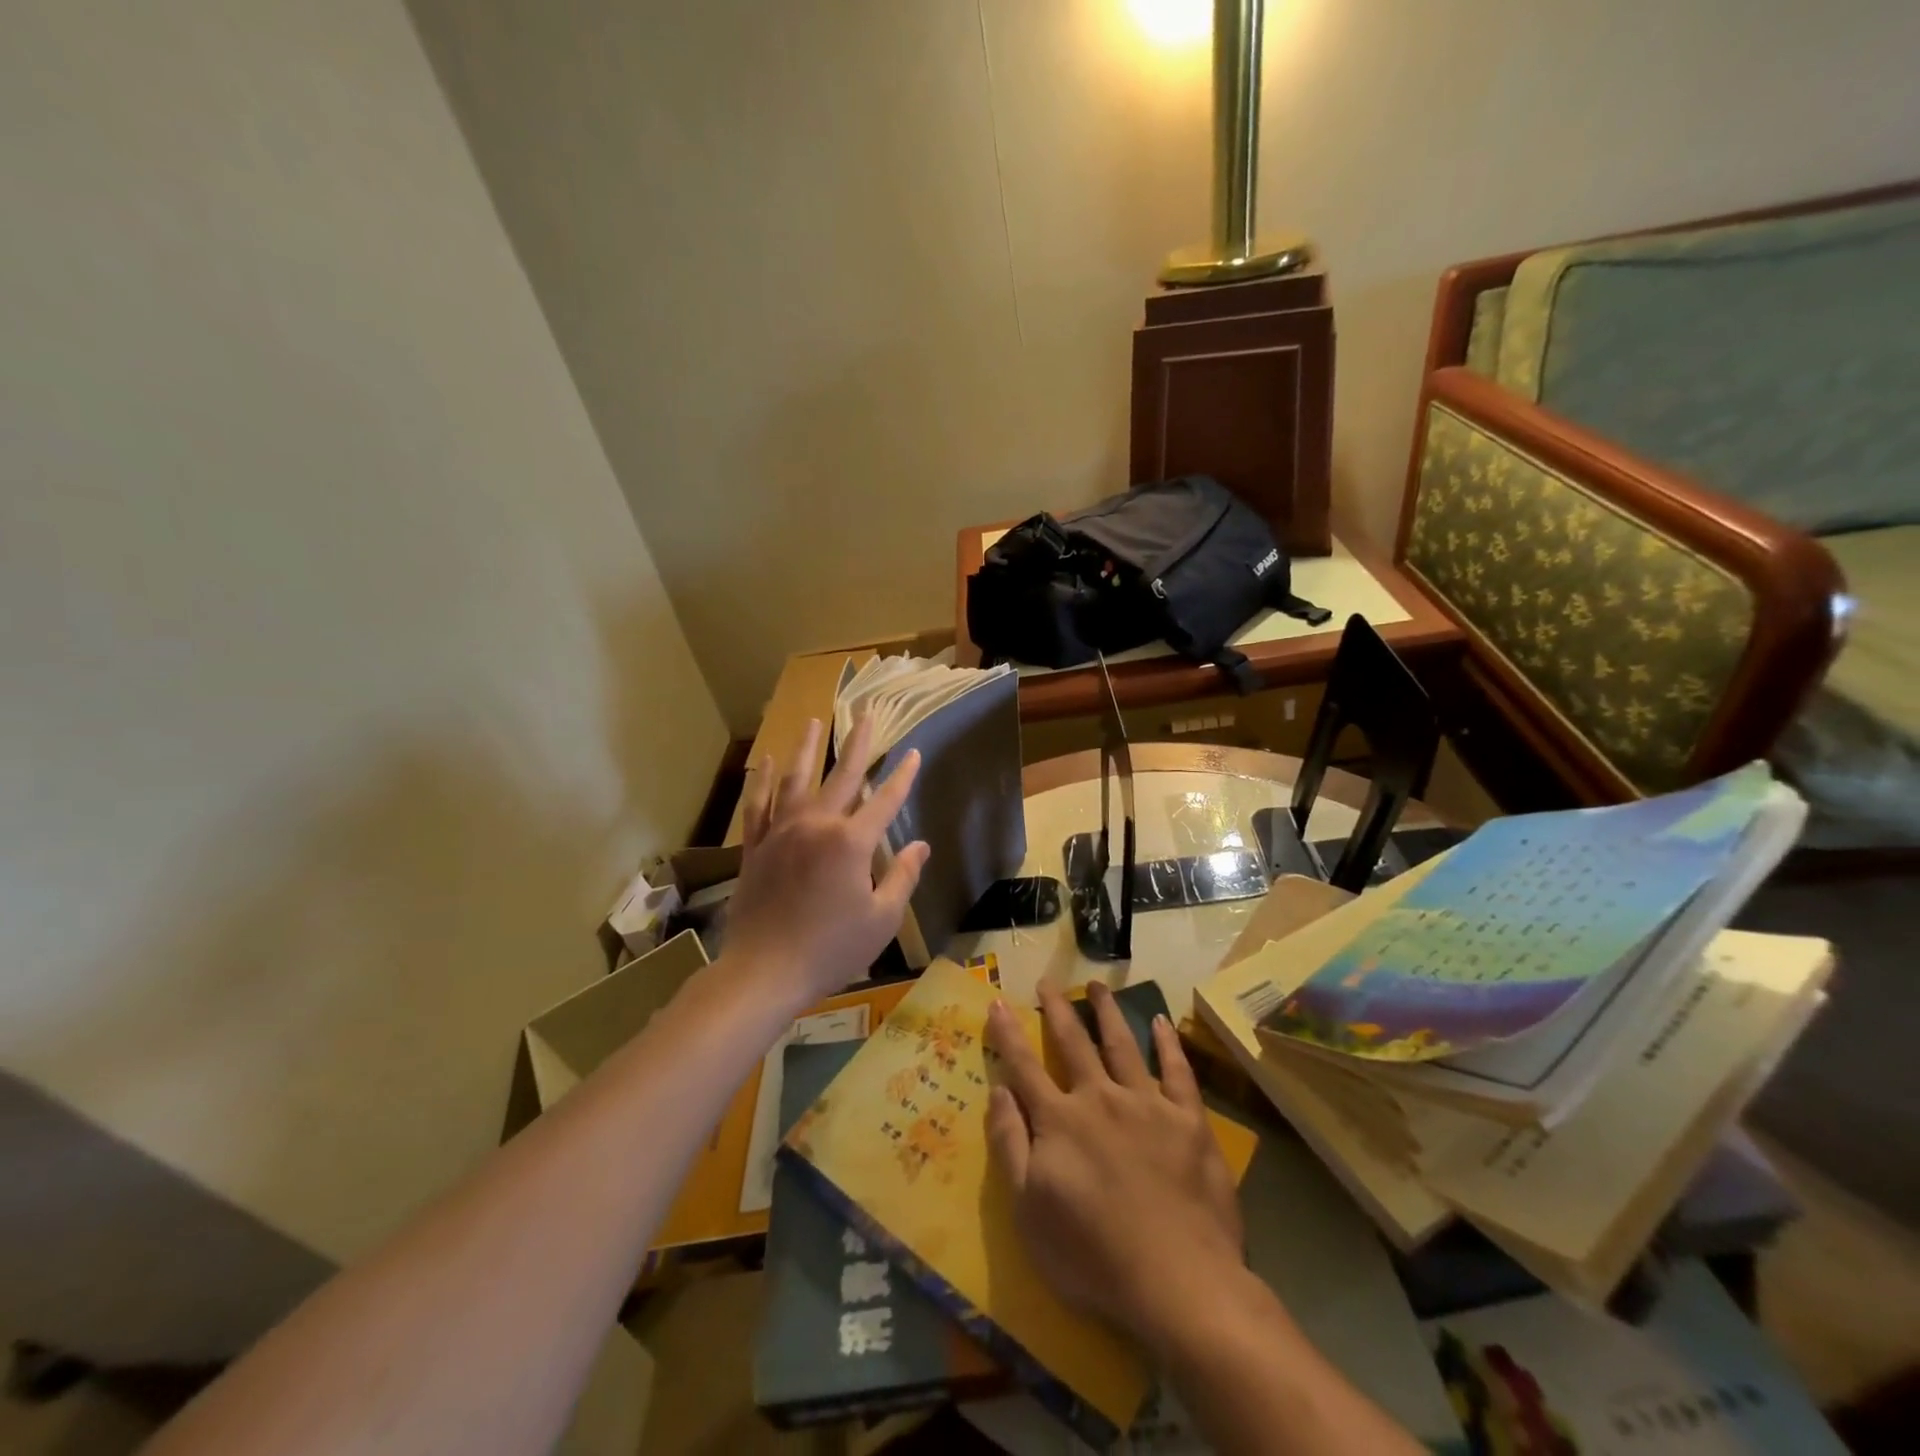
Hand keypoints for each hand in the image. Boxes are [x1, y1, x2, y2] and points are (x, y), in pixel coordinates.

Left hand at [723, 714, 929, 1010]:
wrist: (765, 971)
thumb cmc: (831, 950)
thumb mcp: (881, 919)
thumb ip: (903, 877)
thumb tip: (921, 845)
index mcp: (851, 842)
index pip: (885, 800)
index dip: (903, 776)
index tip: (913, 753)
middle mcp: (816, 825)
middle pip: (842, 776)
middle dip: (858, 743)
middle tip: (867, 714)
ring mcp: (781, 832)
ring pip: (796, 779)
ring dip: (808, 748)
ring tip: (814, 721)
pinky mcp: (756, 846)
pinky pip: (758, 804)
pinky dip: (763, 780)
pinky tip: (768, 760)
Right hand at [985, 983, 1245, 1348]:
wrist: (1177, 1282)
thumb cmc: (1093, 1256)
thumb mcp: (1029, 1211)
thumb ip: (1010, 1145)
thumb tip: (999, 1090)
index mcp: (1060, 1120)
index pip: (1025, 1066)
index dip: (1009, 1033)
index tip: (999, 1001)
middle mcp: (1100, 1098)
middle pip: (1074, 1042)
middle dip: (1057, 1008)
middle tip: (1048, 981)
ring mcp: (1148, 1104)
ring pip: (1122, 1044)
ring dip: (1108, 1011)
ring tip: (1098, 984)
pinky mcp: (1189, 1120)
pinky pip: (1177, 1071)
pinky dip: (1168, 1044)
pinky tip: (1161, 1022)